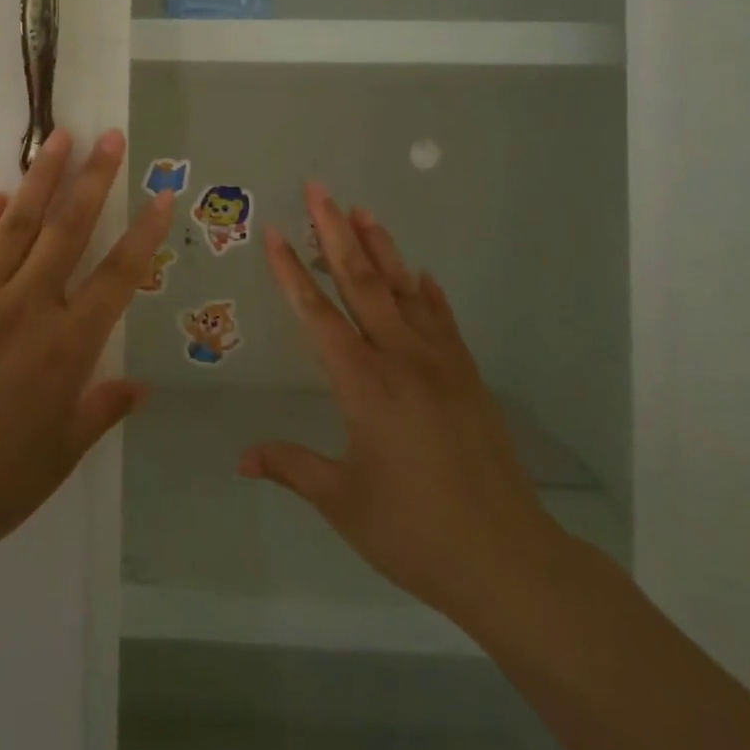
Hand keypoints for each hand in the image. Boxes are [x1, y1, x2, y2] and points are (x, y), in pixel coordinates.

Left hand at [0, 128, 172, 591]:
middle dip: (94, 179)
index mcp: (66, 347)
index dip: (144, 232)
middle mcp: (26, 309)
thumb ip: (103, 408)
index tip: (162, 194)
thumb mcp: (62, 453)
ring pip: (16, 226)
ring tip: (59, 139)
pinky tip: (0, 196)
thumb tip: (140, 385)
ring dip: (40, 179)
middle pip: (67, 230)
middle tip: (109, 137)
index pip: (118, 275)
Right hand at [242, 184, 566, 629]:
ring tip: (363, 210)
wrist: (508, 560)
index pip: (318, 314)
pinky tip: (420, 272)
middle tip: (319, 190)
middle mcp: (400, 359)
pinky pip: (443, 319)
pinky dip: (428, 292)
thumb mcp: (343, 503)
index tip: (276, 232)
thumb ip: (291, 467)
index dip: (292, 271)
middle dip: (335, 232)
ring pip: (403, 290)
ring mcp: (440, 363)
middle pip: (362, 282)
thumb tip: (240, 457)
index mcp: (363, 385)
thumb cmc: (415, 533)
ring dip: (381, 247)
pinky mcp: (468, 376)